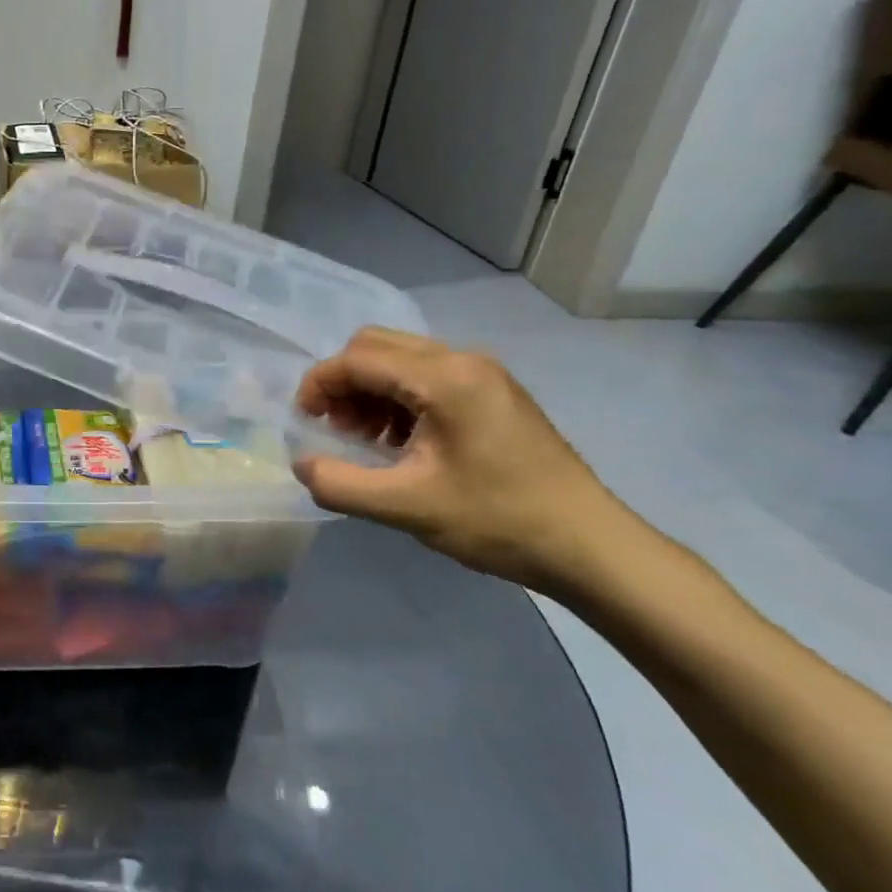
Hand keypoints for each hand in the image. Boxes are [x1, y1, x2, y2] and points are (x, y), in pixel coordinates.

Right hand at [293, 328, 631, 593]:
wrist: (590, 546)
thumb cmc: (497, 521)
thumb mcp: (407, 508)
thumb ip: (342, 485)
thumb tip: (302, 465)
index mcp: (443, 378)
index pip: (358, 360)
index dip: (319, 385)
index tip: (303, 421)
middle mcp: (462, 360)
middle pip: (377, 346)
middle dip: (344, 382)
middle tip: (335, 428)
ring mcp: (483, 373)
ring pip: (401, 358)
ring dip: (370, 390)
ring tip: (365, 439)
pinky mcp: (493, 392)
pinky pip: (427, 375)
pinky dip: (398, 397)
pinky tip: (401, 441)